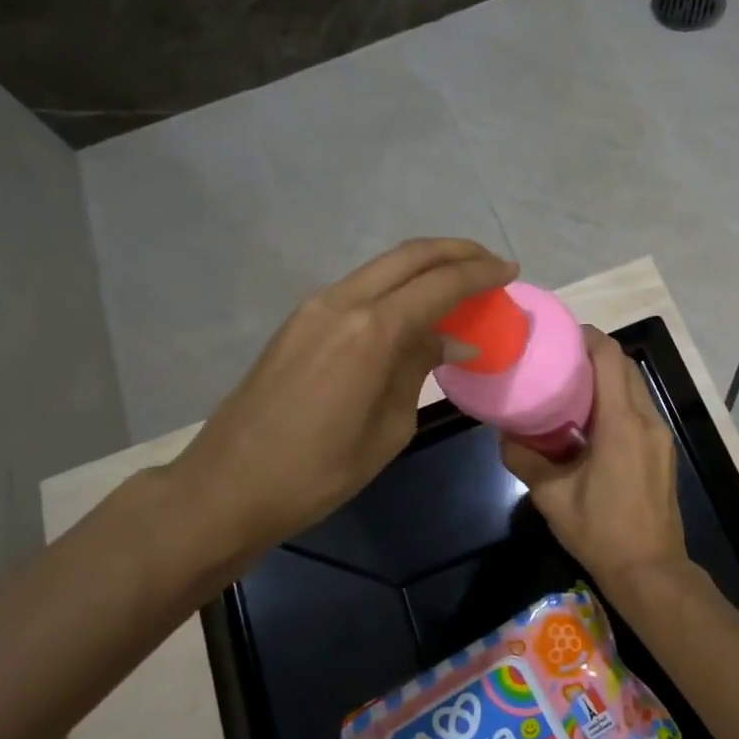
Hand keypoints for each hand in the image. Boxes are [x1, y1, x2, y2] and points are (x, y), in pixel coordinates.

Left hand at [157, 239, 516, 586]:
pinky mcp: (299, 320)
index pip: (440, 284)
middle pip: (410, 255)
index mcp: (371, 331)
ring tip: (460, 283)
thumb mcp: (389, 429)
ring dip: (425, 267)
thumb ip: (418, 369)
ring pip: (382, 266)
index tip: (511, 272)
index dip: (480, 274)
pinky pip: (361, 288)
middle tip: (491, 264)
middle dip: (457, 252)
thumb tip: (448, 341)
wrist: (228, 485)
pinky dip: (396, 287)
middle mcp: (343, 302)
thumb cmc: (319, 472)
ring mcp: (315, 307)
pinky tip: (414, 309)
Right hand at [501, 328, 693, 598]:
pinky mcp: (663, 450)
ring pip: (635, 386)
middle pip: (624, 366)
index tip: (559, 335)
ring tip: (570, 386)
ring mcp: (660, 435)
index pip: (609, 357)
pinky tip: (590, 419)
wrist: (651, 570)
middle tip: (558, 359)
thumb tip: (504, 434)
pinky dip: (617, 399)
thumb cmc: (601, 532)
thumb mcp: (552, 497)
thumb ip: (524, 459)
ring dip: (607, 377)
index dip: (586, 337)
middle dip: (594, 353)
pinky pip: (640, 408)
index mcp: (621, 423)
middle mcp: (646, 420)